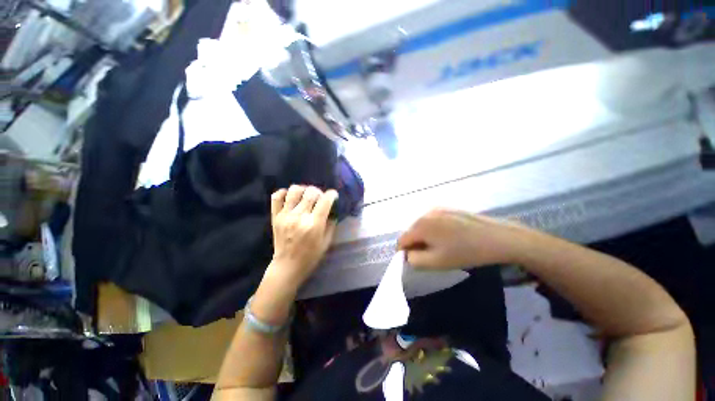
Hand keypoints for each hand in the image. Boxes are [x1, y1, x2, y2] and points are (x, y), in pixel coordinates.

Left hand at [266, 185, 337, 288]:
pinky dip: (284, 193)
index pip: (325, 200)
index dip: (332, 194)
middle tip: (320, 197)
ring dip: (303, 189)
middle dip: (319, 192)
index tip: (333, 195)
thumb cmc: (310, 256)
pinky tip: (290, 197)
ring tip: (306, 195)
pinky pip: (277, 197)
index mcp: (314, 224)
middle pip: (310, 192)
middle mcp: (299, 216)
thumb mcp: (327, 242)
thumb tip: (332, 210)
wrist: (287, 266)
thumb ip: (331, 224)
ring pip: (294, 190)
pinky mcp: (275, 216)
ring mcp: (285, 215)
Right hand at [397, 208, 528, 269]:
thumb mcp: (436, 262)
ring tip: (441, 246)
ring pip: (422, 226)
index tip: (415, 261)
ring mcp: (437, 209)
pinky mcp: (448, 209)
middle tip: (430, 255)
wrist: (497, 238)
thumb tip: (408, 254)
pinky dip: (434, 230)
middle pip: (411, 232)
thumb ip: (414, 260)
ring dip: (425, 237)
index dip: (404, 252)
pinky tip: (449, 237)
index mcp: (420, 225)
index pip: (401, 240)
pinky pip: (433, 221)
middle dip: (416, 244)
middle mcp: (425, 213)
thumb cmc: (464, 252)